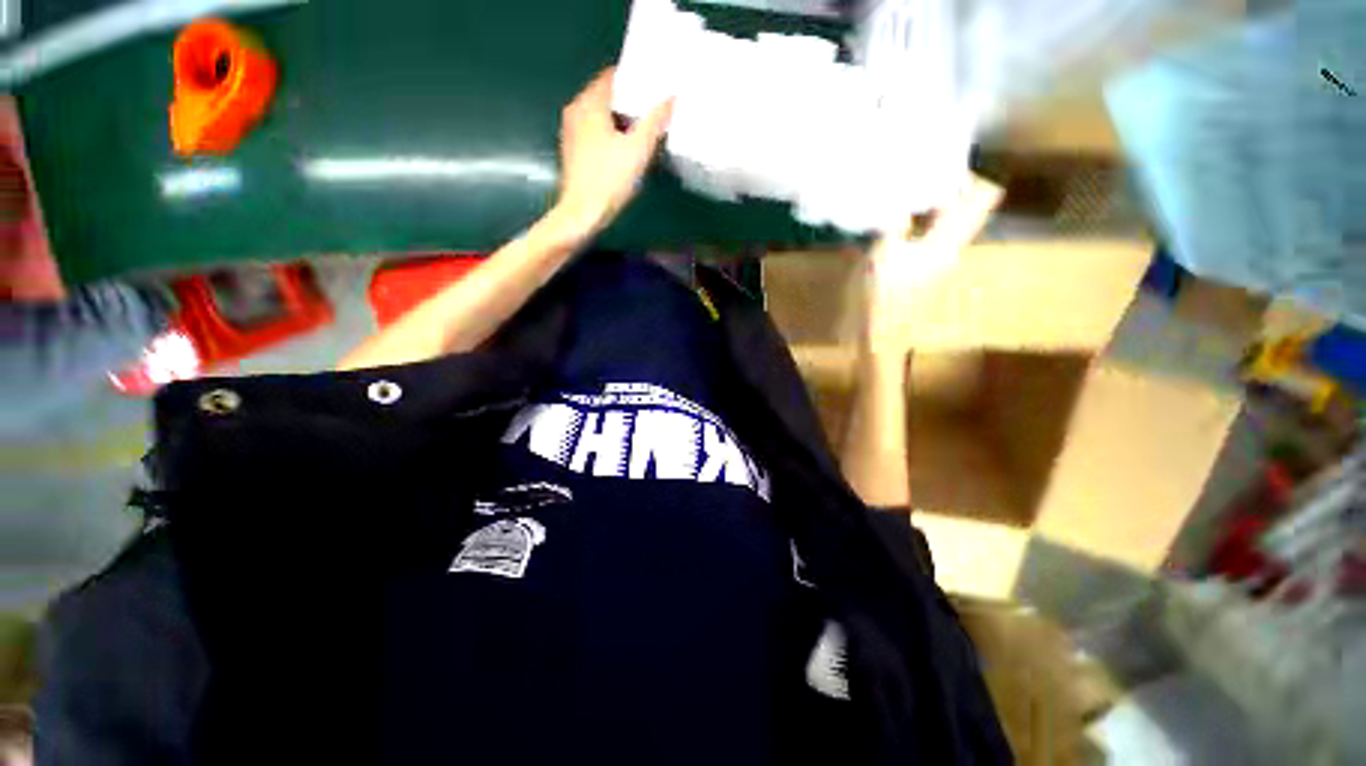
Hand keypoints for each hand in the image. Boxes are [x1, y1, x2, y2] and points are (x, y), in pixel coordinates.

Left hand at [553, 68, 673, 237]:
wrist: (582, 214)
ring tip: (642, 128)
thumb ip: (655, 121)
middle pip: (605, 96)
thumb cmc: (609, 180)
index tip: (653, 86)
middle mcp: (576, 111)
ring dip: (619, 119)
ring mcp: (571, 132)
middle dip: (628, 100)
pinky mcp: (572, 152)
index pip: (611, 76)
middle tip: (652, 108)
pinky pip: (593, 132)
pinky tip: (624, 148)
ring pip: (599, 115)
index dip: (633, 78)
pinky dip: (609, 133)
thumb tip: (671, 98)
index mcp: (590, 103)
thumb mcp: (638, 150)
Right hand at [863, 174, 1003, 356]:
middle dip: (945, 188)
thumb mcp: (882, 253)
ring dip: (929, 207)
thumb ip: (895, 221)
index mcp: (949, 240)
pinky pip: (931, 239)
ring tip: (900, 200)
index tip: (937, 165)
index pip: (983, 195)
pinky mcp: (927, 272)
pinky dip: (917, 227)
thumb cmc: (881, 297)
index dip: (967, 175)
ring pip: (948, 222)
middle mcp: (953, 247)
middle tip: (914, 180)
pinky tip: (892, 229)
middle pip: (966, 207)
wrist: (880, 336)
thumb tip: (903, 192)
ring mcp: (941, 262)